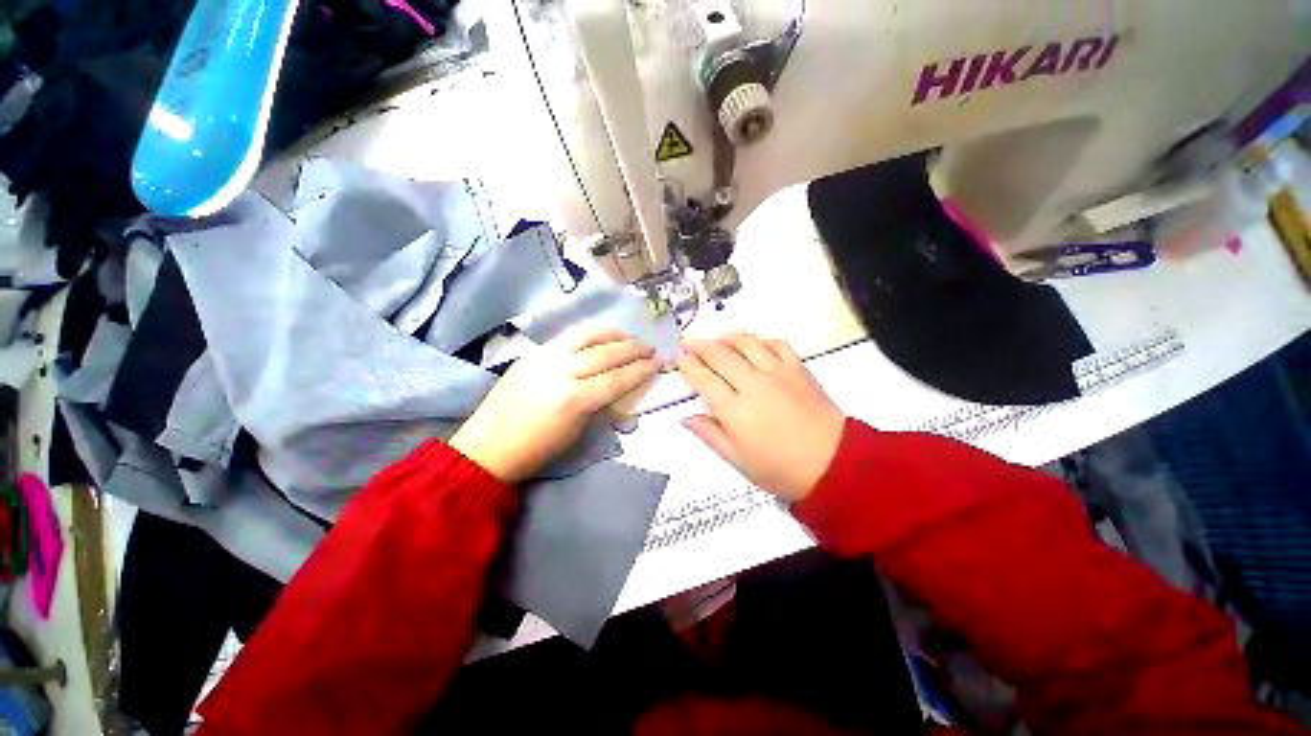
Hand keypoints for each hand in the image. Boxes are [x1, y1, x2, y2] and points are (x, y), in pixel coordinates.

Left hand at [450, 327, 660, 483]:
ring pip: (586, 336)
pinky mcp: (533, 353)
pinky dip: (590, 333)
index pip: (617, 378)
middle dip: (632, 349)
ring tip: (629, 336)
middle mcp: (561, 372)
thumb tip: (624, 392)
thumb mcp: (578, 433)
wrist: (488, 446)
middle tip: (649, 347)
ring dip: (613, 334)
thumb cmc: (538, 450)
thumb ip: (603, 407)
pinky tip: (601, 335)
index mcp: (574, 400)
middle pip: (605, 353)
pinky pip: (567, 336)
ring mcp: (544, 358)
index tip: (658, 362)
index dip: (641, 370)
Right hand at [677, 333, 844, 501]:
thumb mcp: (738, 460)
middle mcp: (753, 385)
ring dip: (728, 337)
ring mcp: (778, 373)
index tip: (678, 356)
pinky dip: (761, 340)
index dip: (688, 365)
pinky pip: (777, 344)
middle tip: (690, 341)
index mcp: (735, 411)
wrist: (833, 464)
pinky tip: (755, 345)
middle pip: (721, 356)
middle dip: (701, 345)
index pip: (704, 379)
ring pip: (747, 343)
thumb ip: (710, 435)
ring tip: (718, 339)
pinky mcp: (798, 369)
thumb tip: (685, 417)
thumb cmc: (780, 469)